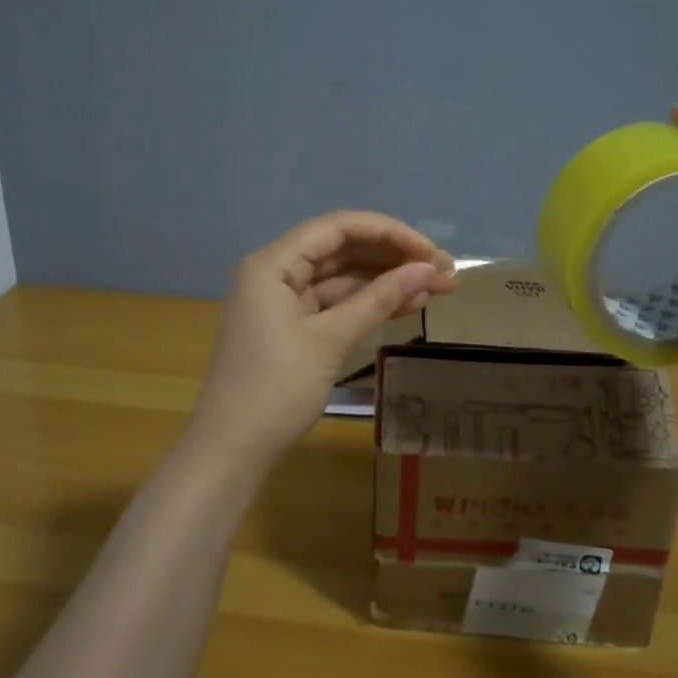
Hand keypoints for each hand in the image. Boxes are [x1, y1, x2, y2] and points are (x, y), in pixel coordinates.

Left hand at [190, 211, 457, 461]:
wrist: (233, 449)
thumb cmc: (276, 389)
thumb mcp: (330, 340)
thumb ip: (379, 299)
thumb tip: (429, 270)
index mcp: (273, 263)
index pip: (338, 227)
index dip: (389, 232)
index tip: (431, 251)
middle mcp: (276, 272)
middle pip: (342, 250)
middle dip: (393, 258)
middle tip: (444, 272)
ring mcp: (284, 300)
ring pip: (343, 278)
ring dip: (387, 282)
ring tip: (438, 289)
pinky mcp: (293, 326)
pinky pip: (336, 304)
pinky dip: (369, 304)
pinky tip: (409, 306)